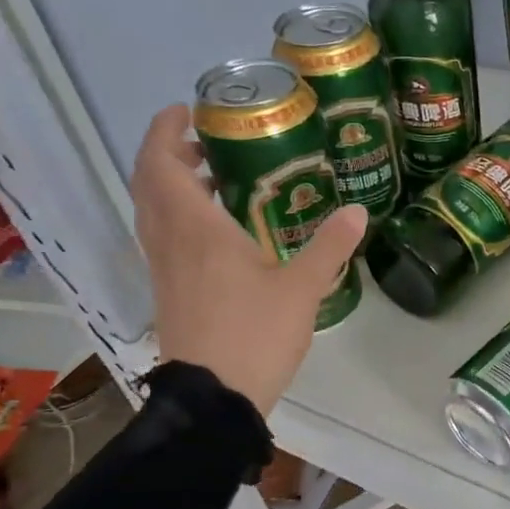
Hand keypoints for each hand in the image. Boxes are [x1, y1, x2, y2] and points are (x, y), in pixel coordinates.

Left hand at [132, 104, 365, 415]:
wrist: (213, 398)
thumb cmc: (254, 334)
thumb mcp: (302, 288)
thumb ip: (329, 245)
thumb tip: (357, 211)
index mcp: (196, 229)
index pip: (161, 165)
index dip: (164, 132)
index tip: (184, 111)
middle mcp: (171, 241)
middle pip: (152, 184)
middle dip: (170, 154)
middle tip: (207, 142)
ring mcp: (165, 268)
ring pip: (155, 212)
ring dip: (174, 186)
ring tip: (216, 179)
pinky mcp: (170, 291)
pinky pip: (164, 237)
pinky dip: (180, 216)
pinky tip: (220, 231)